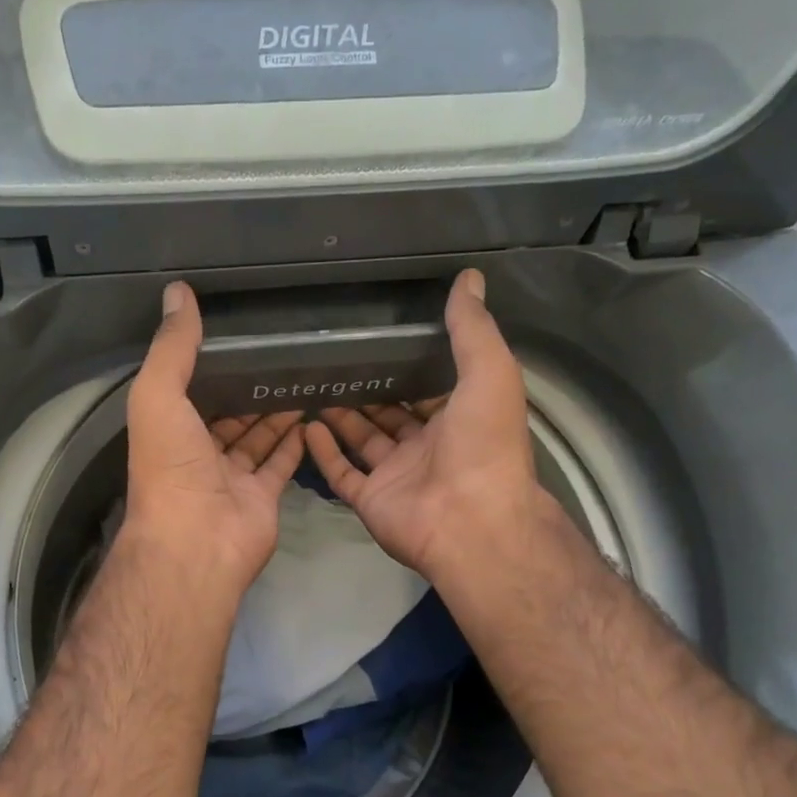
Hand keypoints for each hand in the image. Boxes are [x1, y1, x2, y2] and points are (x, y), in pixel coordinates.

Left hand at [121, 281, 305, 601]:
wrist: (196, 541)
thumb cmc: (171, 466)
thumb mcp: (159, 395)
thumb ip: (172, 347)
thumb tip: (178, 292)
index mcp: (169, 429)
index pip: (190, 389)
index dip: (209, 364)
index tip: (236, 334)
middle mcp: (198, 452)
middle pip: (227, 413)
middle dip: (248, 387)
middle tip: (280, 352)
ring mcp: (231, 476)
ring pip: (256, 437)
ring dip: (274, 411)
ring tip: (301, 375)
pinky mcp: (262, 496)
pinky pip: (280, 463)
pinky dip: (294, 442)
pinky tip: (311, 414)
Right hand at [303, 268, 556, 588]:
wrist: (471, 520)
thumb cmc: (484, 444)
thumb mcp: (489, 372)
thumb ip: (472, 328)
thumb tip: (469, 276)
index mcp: (457, 419)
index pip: (429, 388)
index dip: (408, 366)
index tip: (379, 338)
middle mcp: (426, 446)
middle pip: (390, 414)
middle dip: (367, 390)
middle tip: (334, 360)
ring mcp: (396, 475)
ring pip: (362, 440)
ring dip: (342, 417)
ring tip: (313, 385)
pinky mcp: (371, 499)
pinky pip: (342, 472)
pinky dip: (324, 452)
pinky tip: (307, 425)